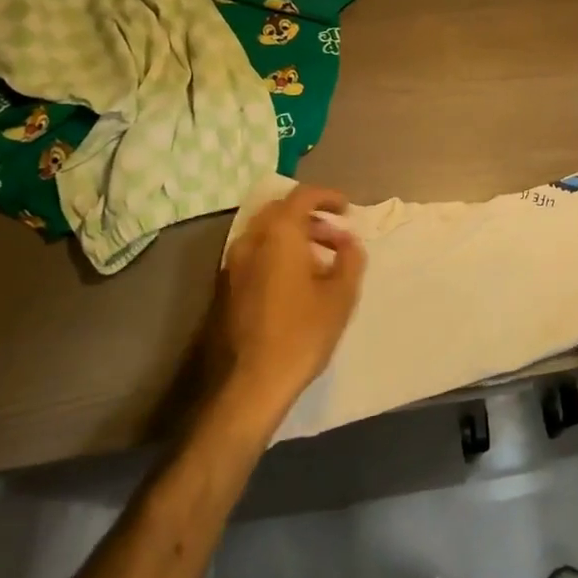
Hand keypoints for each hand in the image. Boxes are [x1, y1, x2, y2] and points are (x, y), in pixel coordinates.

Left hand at [196, 185, 364, 440]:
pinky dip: (279, 252)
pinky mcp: (227, 286)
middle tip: (336, 235)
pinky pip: (256, 252)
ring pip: (267, 232)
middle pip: (281, 211)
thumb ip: (350, 259)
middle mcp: (251, 241)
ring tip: (322, 260)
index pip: (302, 196)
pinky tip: (298, 280)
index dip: (327, 197)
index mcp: (279, 235)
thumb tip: (349, 241)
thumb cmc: (302, 333)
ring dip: (295, 235)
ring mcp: (234, 263)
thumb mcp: (341, 295)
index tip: (347, 210)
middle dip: (311, 216)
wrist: (252, 382)